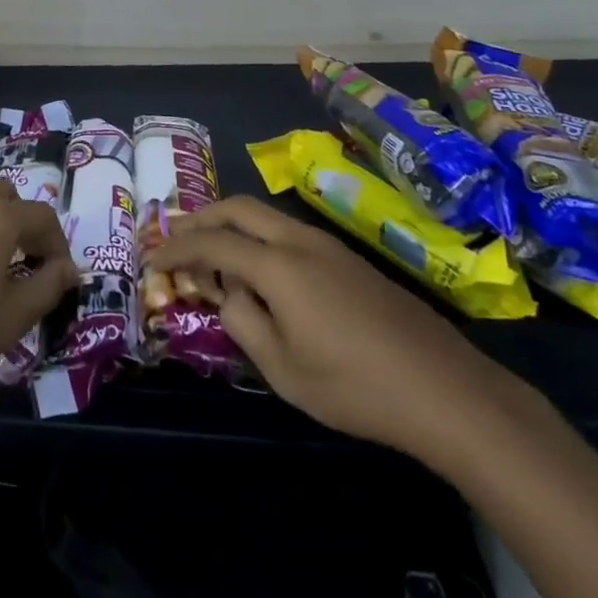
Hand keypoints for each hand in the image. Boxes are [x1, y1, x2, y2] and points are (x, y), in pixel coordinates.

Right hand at [145, 196, 511, 462]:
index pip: (212, 242)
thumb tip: (228, 292)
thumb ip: (242, 321)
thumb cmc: (355, 387)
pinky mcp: (349, 259)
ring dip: (231, 224)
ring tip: (211, 252)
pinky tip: (259, 270)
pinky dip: (258, 237)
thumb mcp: (283, 368)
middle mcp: (299, 240)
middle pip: (237, 207)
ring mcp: (328, 245)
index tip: (151, 258)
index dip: (176, 248)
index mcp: (277, 266)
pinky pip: (288, 231)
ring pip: (265, 215)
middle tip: (174, 237)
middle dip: (200, 217)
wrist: (446, 390)